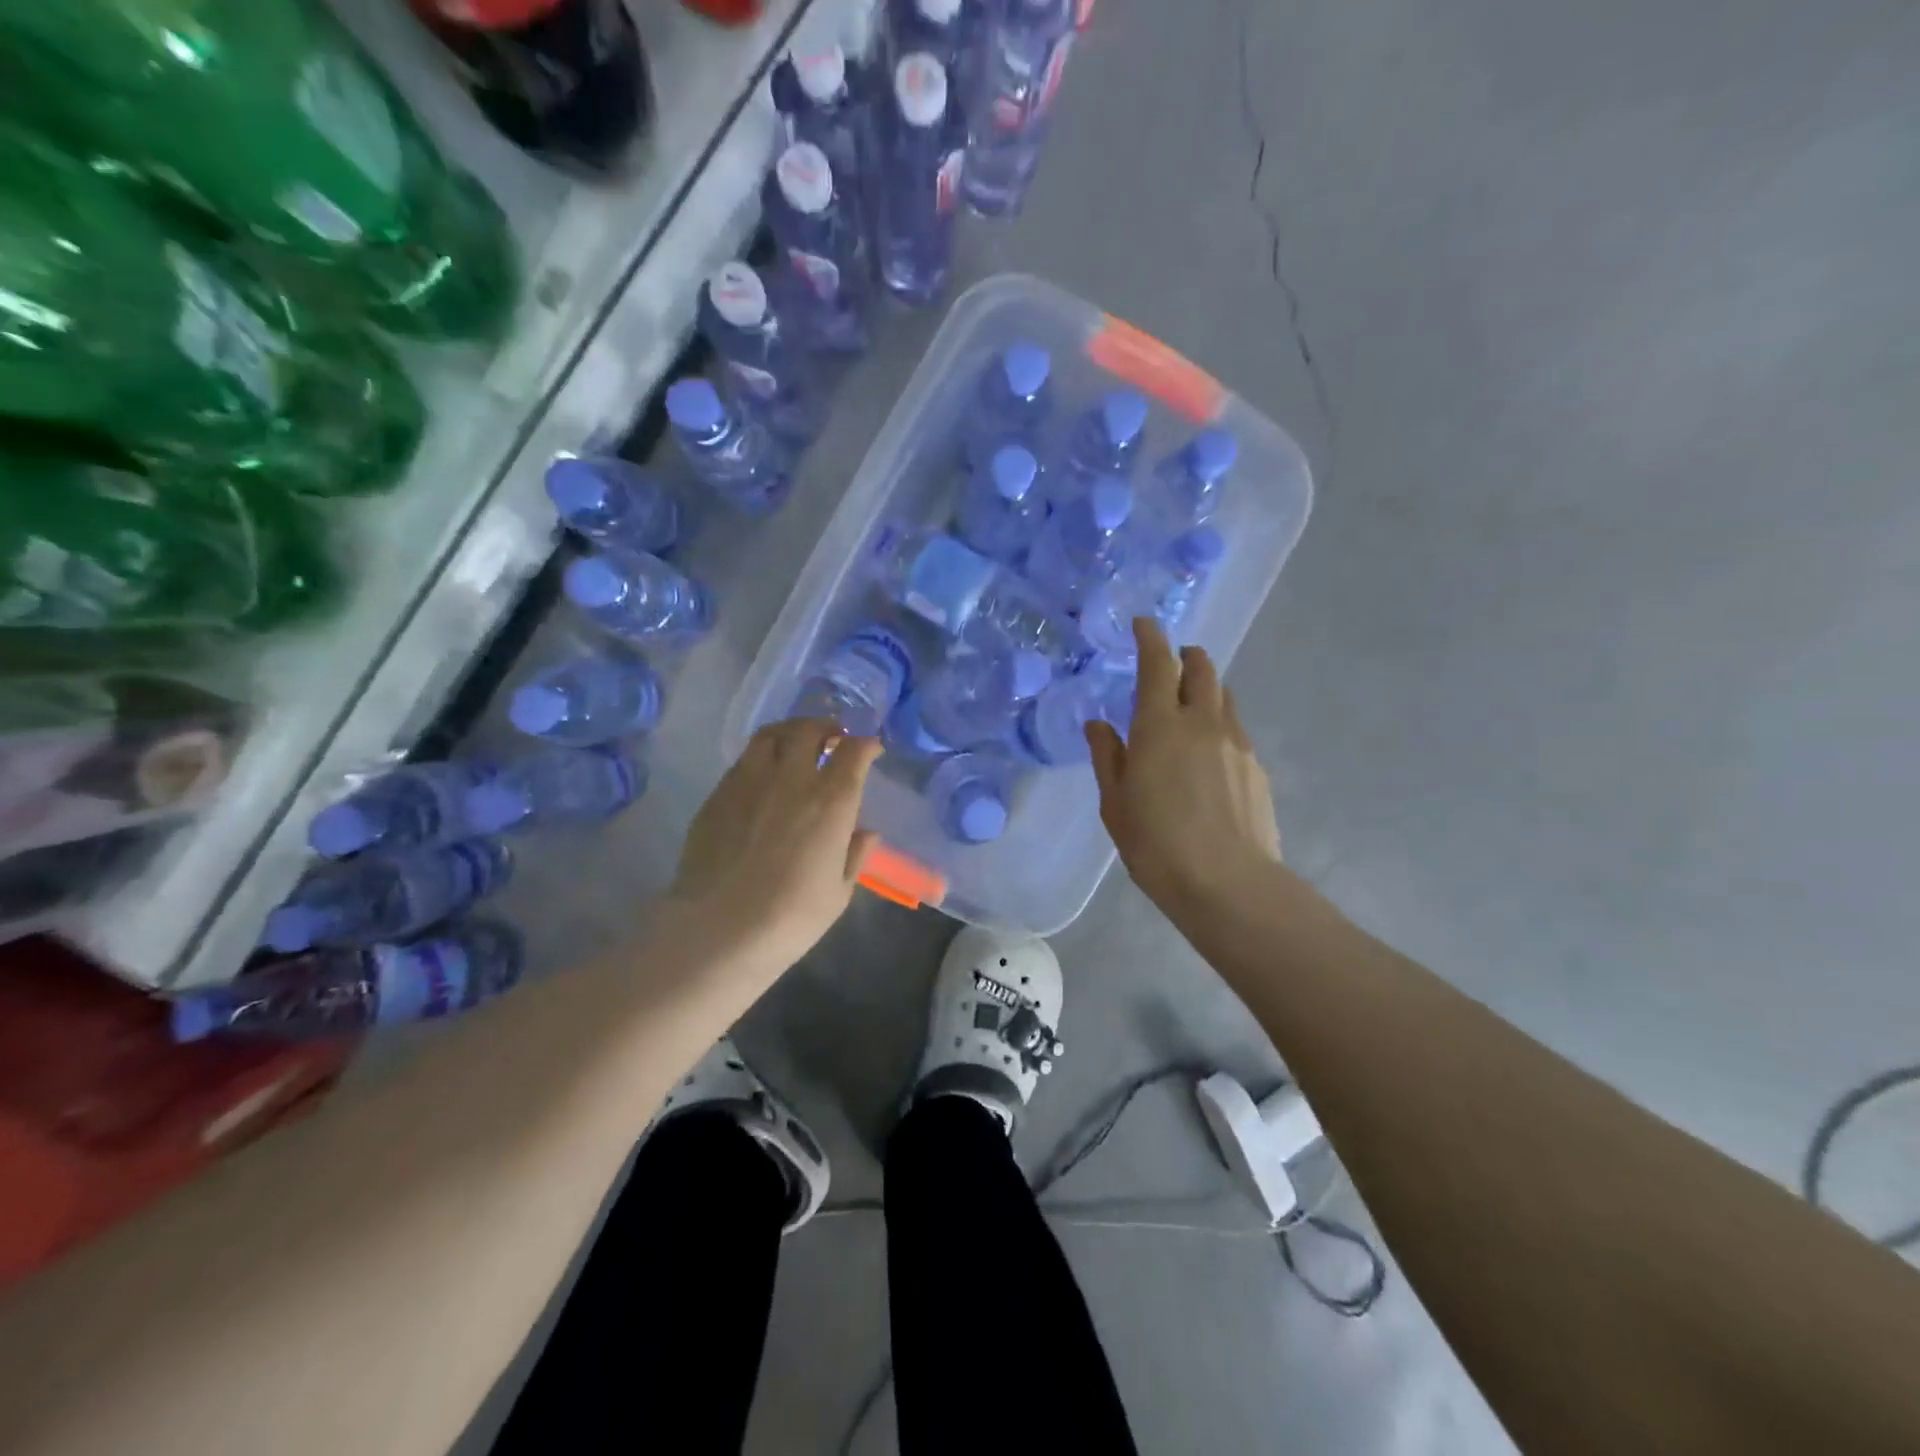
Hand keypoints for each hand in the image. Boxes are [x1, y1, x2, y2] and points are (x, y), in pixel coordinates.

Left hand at [668, 717, 880, 978]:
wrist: (718, 930)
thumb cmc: (791, 918)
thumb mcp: (838, 893)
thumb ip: (854, 855)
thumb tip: (866, 833)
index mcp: (831, 801)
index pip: (854, 752)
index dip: (865, 745)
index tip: (869, 749)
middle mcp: (791, 779)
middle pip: (808, 730)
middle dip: (825, 728)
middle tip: (831, 738)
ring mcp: (749, 782)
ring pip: (770, 736)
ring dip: (789, 733)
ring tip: (794, 745)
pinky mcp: (717, 795)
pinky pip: (742, 762)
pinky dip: (759, 759)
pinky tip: (761, 778)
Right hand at [1087, 618, 1281, 919]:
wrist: (1227, 884)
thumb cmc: (1156, 844)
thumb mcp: (1115, 803)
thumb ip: (1107, 756)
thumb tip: (1099, 724)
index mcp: (1160, 725)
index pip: (1158, 663)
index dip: (1150, 637)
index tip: (1144, 624)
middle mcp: (1203, 722)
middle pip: (1202, 668)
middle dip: (1186, 656)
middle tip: (1170, 664)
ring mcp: (1236, 742)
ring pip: (1223, 696)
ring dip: (1205, 689)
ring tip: (1189, 710)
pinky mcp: (1256, 767)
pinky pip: (1235, 729)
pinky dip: (1219, 724)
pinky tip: (1209, 756)